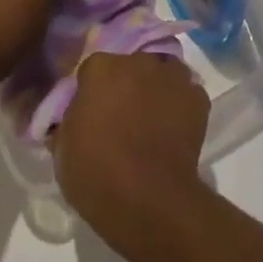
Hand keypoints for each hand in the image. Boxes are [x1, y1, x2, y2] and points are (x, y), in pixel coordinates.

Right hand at [56, 52, 210, 245]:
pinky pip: (185, 94)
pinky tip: (173, 130)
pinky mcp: (198, 98)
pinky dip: (180, 106)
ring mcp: (172, 77)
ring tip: (151, 121)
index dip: (92, 90)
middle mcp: (138, 61)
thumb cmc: (97, 173)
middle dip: (126, 84)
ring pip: (162, 74)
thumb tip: (76, 115)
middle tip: (122, 116)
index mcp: (101, 68)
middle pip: (130, 66)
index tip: (91, 112)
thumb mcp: (63, 148)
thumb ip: (70, 119)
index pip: (93, 69)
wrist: (149, 200)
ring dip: (156, 89)